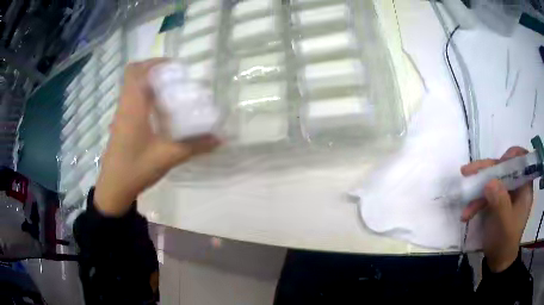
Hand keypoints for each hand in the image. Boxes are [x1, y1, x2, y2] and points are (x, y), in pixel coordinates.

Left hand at [94, 59, 219, 216]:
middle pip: (133, 75)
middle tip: (174, 78)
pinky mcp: (120, 125)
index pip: (135, 70)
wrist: (114, 188)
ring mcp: (120, 115)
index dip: (153, 62)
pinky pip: (131, 100)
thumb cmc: (136, 168)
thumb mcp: (168, 156)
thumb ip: (195, 146)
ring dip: (148, 84)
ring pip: (132, 88)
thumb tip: (219, 139)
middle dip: (153, 70)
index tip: (174, 67)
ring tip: (170, 92)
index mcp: (133, 106)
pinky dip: (144, 98)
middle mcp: (124, 105)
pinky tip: (159, 113)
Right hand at [460, 147, 533, 271]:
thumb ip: (500, 202)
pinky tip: (467, 214)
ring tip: (464, 198)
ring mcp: (507, 193)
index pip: (522, 160)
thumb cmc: (505, 242)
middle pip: (504, 167)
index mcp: (525, 188)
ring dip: (477, 189)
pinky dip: (476, 201)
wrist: (498, 261)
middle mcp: (517, 186)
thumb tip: (489, 181)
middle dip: (486, 170)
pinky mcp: (497, 200)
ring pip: (493, 180)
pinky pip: (486, 193)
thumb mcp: (504, 224)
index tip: (499, 162)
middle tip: (468, 171)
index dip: (512, 156)